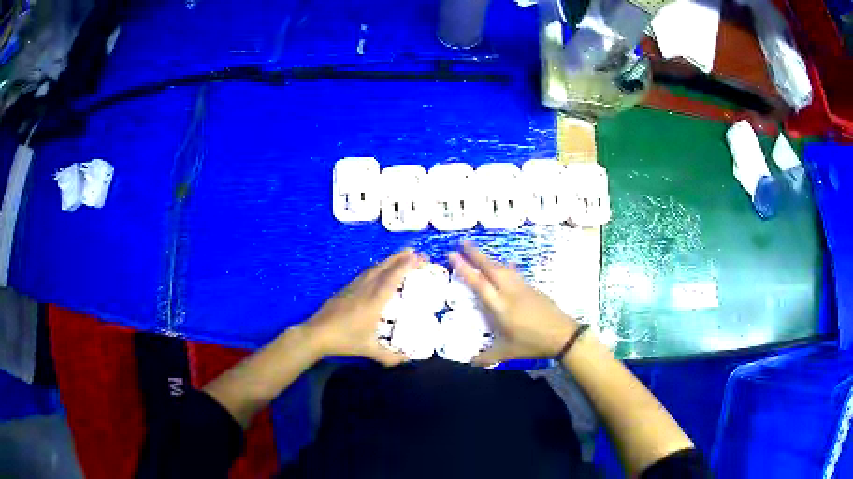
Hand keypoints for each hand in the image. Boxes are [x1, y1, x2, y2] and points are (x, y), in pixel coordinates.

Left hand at [305, 249, 421, 365]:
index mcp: (374, 302)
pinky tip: (381, 269)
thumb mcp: (369, 350)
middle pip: (385, 268)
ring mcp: (354, 287)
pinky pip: (366, 273)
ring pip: (375, 268)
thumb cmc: (345, 340)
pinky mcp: (346, 288)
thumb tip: (407, 360)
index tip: (418, 258)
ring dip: (390, 260)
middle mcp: (365, 289)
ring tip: (403, 257)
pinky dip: (378, 267)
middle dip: (401, 258)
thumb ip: (390, 356)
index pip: (392, 279)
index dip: (405, 266)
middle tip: (417, 254)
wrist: (317, 333)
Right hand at [448, 242, 578, 364]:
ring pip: (503, 267)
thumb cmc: (532, 343)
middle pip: (490, 268)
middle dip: (475, 253)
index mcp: (500, 306)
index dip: (464, 268)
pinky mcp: (533, 288)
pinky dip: (505, 267)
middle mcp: (509, 292)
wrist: (562, 334)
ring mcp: (523, 288)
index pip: (478, 283)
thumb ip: (486, 356)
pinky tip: (506, 266)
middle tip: (463, 241)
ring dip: (489, 258)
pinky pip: (514, 273)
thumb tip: (469, 362)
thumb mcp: (507, 353)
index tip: (452, 254)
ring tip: (479, 251)